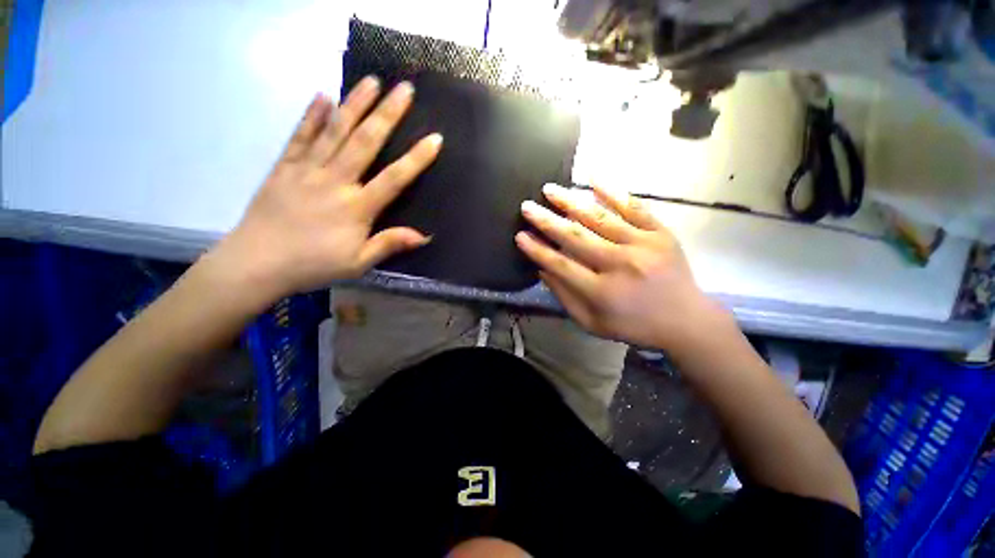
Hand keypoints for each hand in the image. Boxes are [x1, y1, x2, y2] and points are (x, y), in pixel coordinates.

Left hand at [210, 77, 440, 301]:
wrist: (257, 263)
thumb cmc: (314, 265)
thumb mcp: (358, 263)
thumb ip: (389, 244)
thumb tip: (423, 236)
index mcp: (356, 207)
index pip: (394, 178)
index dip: (416, 158)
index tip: (434, 138)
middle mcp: (335, 181)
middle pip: (365, 142)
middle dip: (387, 114)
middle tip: (404, 89)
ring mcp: (307, 170)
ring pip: (335, 131)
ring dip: (355, 104)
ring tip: (371, 81)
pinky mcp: (284, 167)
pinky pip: (300, 136)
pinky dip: (312, 115)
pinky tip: (322, 96)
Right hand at [516, 183, 726, 349]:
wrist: (686, 320)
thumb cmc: (633, 325)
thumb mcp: (592, 323)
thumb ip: (565, 297)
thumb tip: (543, 269)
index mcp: (602, 291)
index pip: (561, 265)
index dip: (538, 250)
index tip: (520, 236)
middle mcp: (620, 264)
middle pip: (576, 237)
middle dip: (547, 221)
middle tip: (527, 206)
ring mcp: (643, 245)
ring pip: (600, 217)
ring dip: (571, 201)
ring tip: (550, 189)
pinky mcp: (661, 233)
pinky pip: (635, 207)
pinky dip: (613, 192)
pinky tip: (593, 179)